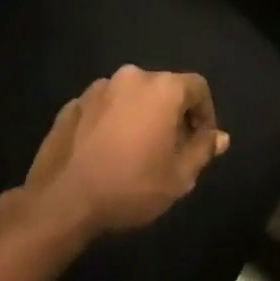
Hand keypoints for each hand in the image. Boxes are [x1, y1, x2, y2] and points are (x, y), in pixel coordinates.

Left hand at [18, 65, 229, 237]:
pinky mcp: (72, 105)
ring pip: (131, 97)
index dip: (205, 113)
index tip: (201, 142)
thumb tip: (219, 137)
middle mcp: (132, 77)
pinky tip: (105, 153)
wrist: (60, 203)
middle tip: (170, 149)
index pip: (198, 87)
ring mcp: (97, 88)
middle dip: (172, 114)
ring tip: (135, 151)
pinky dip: (111, 122)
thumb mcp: (179, 177)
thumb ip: (203, 150)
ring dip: (139, 116)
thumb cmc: (130, 186)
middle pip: (164, 89)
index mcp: (163, 88)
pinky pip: (103, 108)